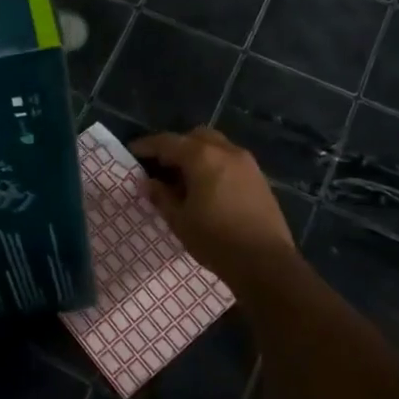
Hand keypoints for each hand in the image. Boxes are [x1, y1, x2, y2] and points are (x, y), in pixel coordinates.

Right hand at [131, 129, 298, 286]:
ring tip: (184, 178)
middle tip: (161, 166)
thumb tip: (148, 183)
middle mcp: (226, 151)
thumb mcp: (180, 220)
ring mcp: (247, 163)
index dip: (147, 146)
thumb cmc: (216, 240)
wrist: (266, 262)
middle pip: (195, 137)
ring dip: (198, 154)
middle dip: (177, 146)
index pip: (168, 142)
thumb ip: (162, 197)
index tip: (132, 151)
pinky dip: (215, 164)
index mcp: (202, 157)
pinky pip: (230, 160)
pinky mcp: (259, 178)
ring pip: (216, 146)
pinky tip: (208, 188)